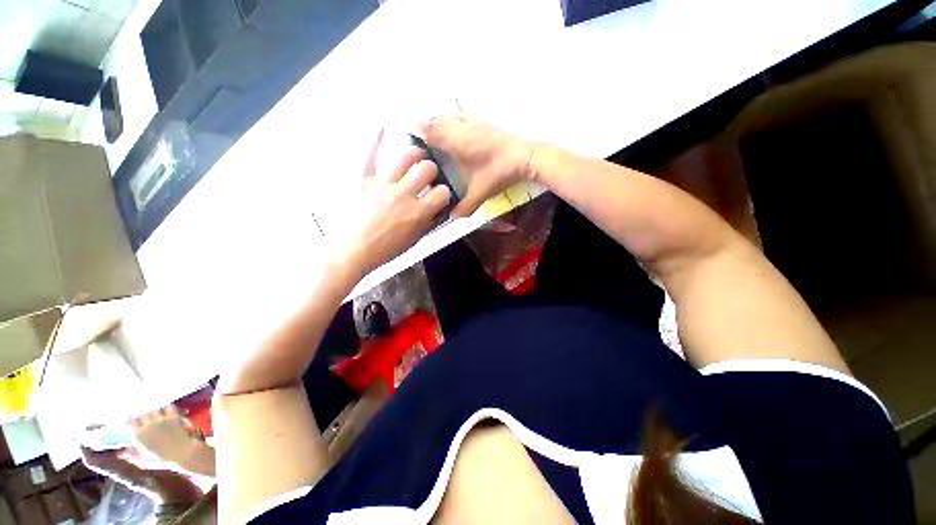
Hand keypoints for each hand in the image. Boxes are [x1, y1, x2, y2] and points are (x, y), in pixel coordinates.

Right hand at [131, 405, 201, 466]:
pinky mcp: (172, 417)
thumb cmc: (162, 459)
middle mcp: (147, 426)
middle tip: (151, 420)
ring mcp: (160, 420)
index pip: (132, 422)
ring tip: (160, 417)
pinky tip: (169, 412)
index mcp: (138, 435)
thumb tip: (121, 453)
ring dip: (157, 413)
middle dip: (147, 417)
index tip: (139, 422)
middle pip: (144, 414)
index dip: (136, 421)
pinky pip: (169, 407)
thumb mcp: (144, 459)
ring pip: (155, 410)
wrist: (180, 453)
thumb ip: (132, 454)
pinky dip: (169, 408)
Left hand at [333, 130, 450, 277]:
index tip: (441, 194)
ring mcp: (381, 184)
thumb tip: (440, 209)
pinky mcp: (361, 179)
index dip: (445, 193)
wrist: (351, 251)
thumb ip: (429, 223)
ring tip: (416, 155)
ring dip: (415, 154)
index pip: (443, 194)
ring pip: (405, 157)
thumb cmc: (385, 250)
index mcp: (417, 213)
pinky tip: (381, 128)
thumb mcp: (414, 240)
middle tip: (428, 174)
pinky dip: (374, 139)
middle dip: (432, 170)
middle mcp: (403, 194)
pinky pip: (368, 154)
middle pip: (427, 169)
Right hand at [419, 116, 533, 217]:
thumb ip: (466, 205)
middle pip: (438, 120)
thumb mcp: (481, 191)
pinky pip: (461, 116)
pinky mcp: (484, 122)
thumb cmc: (500, 171)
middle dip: (425, 125)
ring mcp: (474, 122)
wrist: (525, 156)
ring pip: (449, 116)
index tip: (404, 128)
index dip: (416, 129)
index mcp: (458, 142)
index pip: (431, 131)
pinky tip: (454, 127)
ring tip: (432, 131)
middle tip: (417, 136)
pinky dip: (452, 120)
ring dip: (438, 121)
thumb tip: (452, 217)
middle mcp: (462, 128)